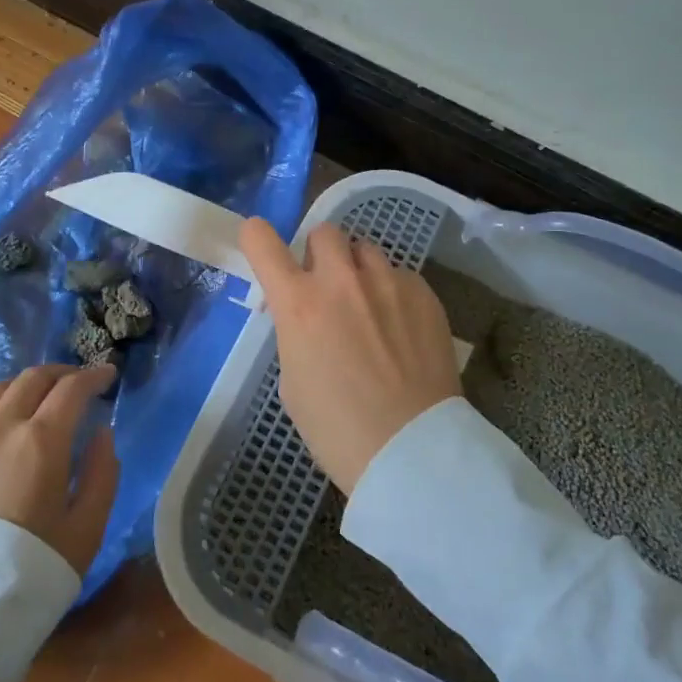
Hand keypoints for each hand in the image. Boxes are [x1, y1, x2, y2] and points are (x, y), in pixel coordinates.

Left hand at [0, 363, 120, 576]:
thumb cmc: (32, 568)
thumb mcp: (87, 528)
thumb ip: (102, 474)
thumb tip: (102, 434)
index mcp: (42, 439)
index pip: (72, 389)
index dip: (94, 376)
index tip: (109, 375)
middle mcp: (1, 427)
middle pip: (32, 379)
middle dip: (61, 373)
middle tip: (79, 382)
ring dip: (23, 385)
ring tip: (38, 398)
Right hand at [239, 218, 459, 494]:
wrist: (412, 450)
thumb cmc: (337, 429)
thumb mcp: (292, 381)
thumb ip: (295, 334)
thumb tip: (307, 319)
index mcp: (298, 303)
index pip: (262, 241)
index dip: (256, 237)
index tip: (259, 244)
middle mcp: (341, 280)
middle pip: (324, 232)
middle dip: (319, 254)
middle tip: (325, 286)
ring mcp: (388, 283)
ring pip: (366, 249)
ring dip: (358, 270)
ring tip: (369, 305)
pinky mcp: (424, 294)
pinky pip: (400, 276)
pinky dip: (393, 293)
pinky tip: (401, 328)